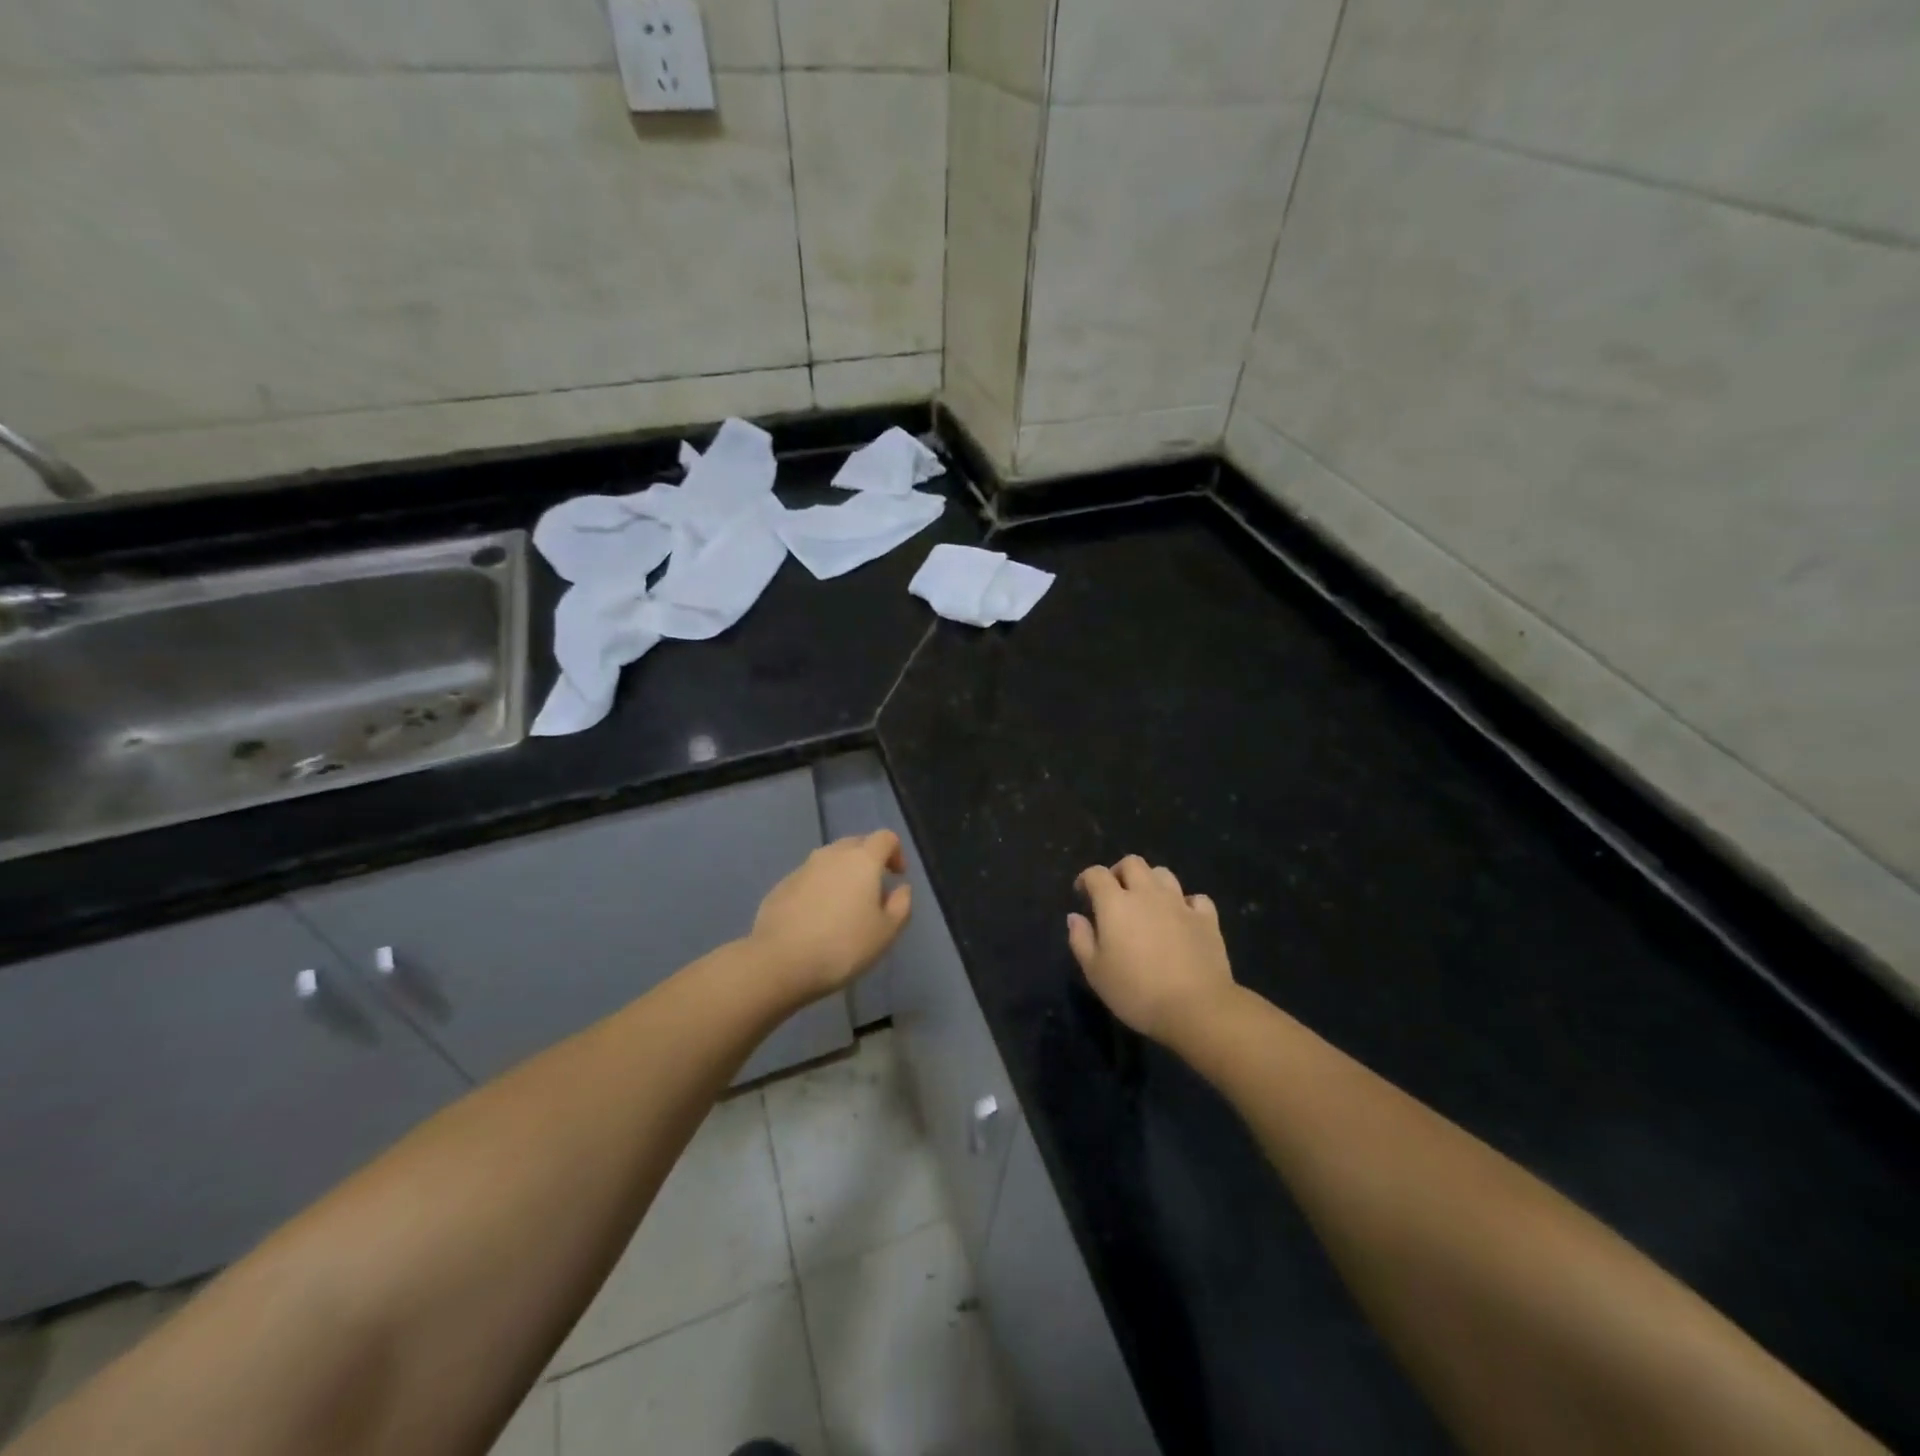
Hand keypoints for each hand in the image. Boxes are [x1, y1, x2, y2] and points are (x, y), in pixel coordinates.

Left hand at [750, 831, 912, 1000]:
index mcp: (862, 860)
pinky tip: (817, 919)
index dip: (896, 853)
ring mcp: (802, 868)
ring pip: (830, 861)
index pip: (885, 838)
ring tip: (844, 908)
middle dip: (868, 861)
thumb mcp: (886, 932)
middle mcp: (831, 855)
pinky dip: (819, 889)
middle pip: (856, 844)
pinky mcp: (781, 886)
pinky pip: (809, 879)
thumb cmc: (843, 946)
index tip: (897, 877)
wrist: (779, 962)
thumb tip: (901, 888)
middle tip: (873, 891)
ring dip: (842, 875)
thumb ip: (901, 905)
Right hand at [1068, 856, 1235, 1045]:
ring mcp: (1180, 903)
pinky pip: (1196, 898)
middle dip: (1119, 872)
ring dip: (1151, 882)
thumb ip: (1081, 939)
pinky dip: (1186, 903)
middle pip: (1132, 863)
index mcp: (1115, 903)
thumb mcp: (1095, 972)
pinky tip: (1182, 918)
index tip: (1082, 894)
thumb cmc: (1136, 991)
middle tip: (1115, 895)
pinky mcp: (1206, 918)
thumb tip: (1075, 917)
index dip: (1086, 879)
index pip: (1096, 874)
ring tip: (1147, 903)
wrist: (1196, 1008)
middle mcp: (1147, 893)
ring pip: (1163, 874)